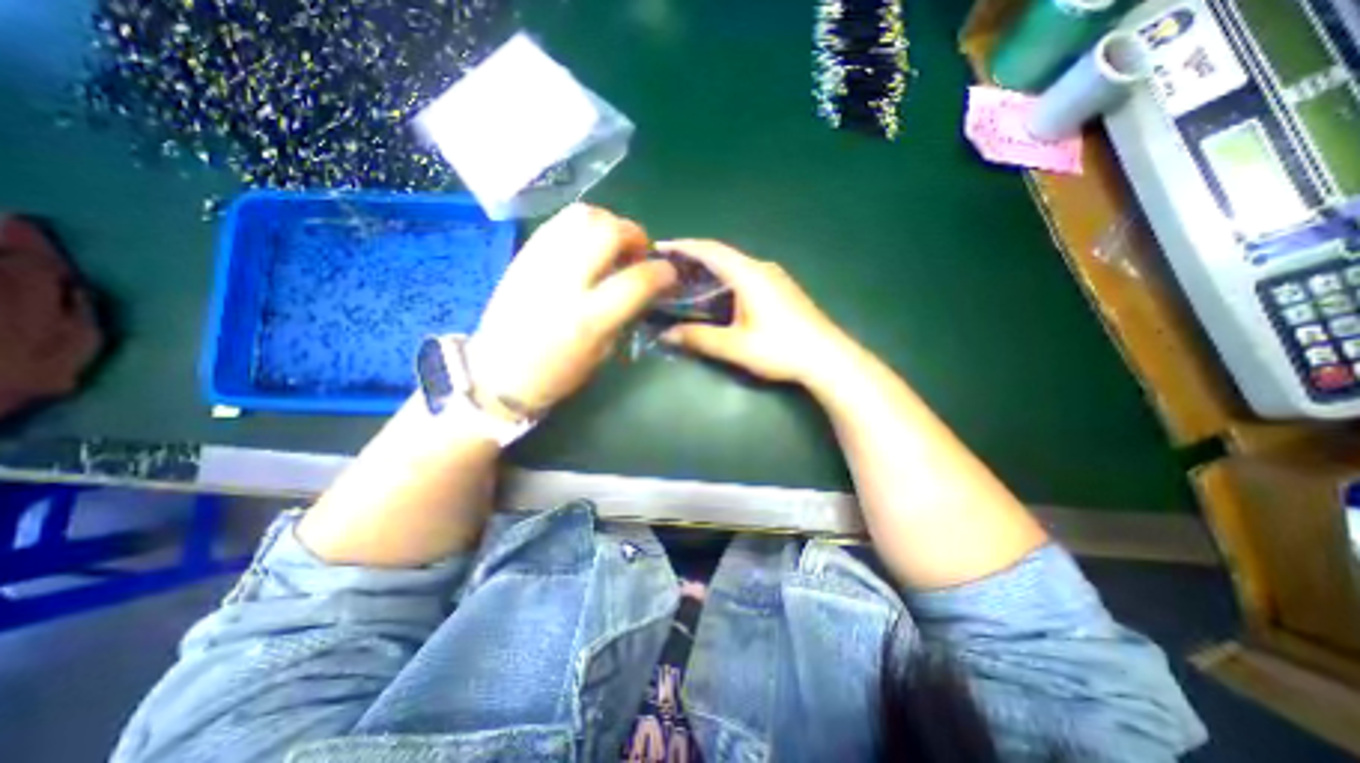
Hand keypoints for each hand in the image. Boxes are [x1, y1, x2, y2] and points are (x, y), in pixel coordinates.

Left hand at [470, 201, 675, 417]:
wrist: (498, 373)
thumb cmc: (556, 374)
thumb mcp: (602, 352)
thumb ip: (625, 314)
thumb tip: (644, 287)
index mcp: (588, 318)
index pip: (638, 279)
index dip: (663, 272)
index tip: (669, 275)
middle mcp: (564, 281)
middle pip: (608, 231)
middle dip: (634, 235)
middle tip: (637, 253)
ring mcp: (540, 262)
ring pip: (582, 215)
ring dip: (608, 223)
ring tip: (612, 244)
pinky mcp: (524, 254)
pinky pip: (560, 222)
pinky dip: (583, 226)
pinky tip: (587, 245)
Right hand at [657, 238, 846, 388]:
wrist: (828, 358)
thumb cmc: (781, 349)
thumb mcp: (736, 346)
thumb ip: (699, 338)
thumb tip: (665, 335)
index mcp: (749, 274)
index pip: (710, 250)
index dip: (683, 246)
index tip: (658, 247)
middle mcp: (761, 268)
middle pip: (722, 254)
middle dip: (693, 257)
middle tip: (667, 268)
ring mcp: (775, 277)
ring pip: (735, 264)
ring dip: (710, 268)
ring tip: (686, 280)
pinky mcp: (781, 289)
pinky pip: (745, 274)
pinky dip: (725, 278)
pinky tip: (718, 294)